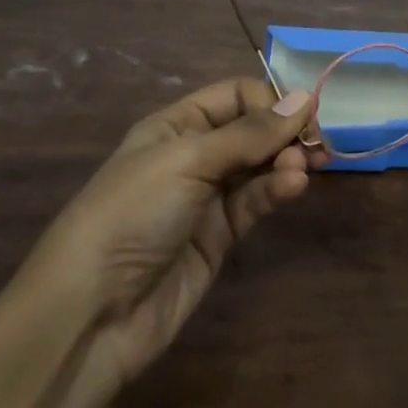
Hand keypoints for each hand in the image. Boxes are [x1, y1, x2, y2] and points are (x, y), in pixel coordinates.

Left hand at [14, 79, 325, 388]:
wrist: (92, 312)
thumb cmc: (133, 212)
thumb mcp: (189, 160)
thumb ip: (249, 133)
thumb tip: (303, 98)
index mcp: (176, 125)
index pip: (234, 96)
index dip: (269, 100)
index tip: (303, 113)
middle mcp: (193, 155)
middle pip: (252, 130)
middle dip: (284, 132)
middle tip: (315, 143)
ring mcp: (206, 198)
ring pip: (259, 167)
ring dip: (285, 161)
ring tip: (305, 167)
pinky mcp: (219, 237)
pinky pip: (255, 202)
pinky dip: (276, 190)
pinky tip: (294, 186)